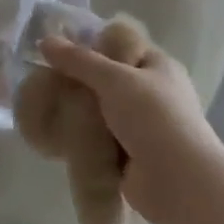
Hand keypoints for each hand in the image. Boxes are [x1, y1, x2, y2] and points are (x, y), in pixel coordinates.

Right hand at [37, 24, 222, 223]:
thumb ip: (78, 60)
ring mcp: (144, 127)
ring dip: (80, 111)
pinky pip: (101, 138)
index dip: (91, 44)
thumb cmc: (153, 118)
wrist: (178, 183)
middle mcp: (153, 93)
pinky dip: (84, 137)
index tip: (60, 49)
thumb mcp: (114, 79)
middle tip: (48, 79)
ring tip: (48, 106)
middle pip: (108, 79)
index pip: (120, 45)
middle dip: (80, 81)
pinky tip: (59, 133)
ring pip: (102, 110)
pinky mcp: (132, 155)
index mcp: (158, 66)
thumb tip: (45, 40)